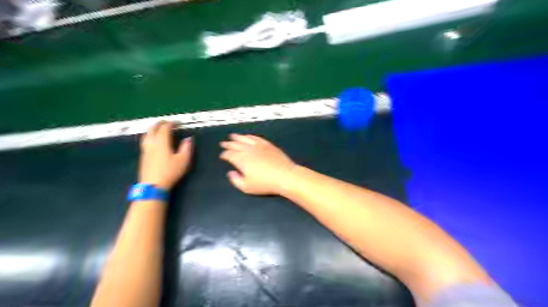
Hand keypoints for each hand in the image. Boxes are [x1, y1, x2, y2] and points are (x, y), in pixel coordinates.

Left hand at [139, 121, 191, 189]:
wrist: (153, 185)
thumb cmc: (170, 172)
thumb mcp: (183, 160)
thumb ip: (186, 148)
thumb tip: (188, 139)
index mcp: (162, 142)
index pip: (165, 128)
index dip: (171, 123)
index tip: (177, 123)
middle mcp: (151, 143)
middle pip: (153, 128)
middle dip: (160, 124)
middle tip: (167, 123)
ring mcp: (145, 149)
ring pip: (147, 134)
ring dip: (153, 129)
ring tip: (159, 130)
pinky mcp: (143, 156)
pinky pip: (145, 141)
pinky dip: (150, 136)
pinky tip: (154, 142)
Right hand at [219, 133, 297, 193]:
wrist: (285, 176)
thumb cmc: (265, 184)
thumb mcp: (247, 187)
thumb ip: (235, 180)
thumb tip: (231, 173)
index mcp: (242, 160)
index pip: (229, 155)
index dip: (224, 154)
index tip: (222, 155)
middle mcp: (249, 150)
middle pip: (236, 145)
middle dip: (228, 144)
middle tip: (223, 143)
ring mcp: (259, 146)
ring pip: (245, 139)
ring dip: (238, 137)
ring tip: (232, 136)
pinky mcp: (268, 145)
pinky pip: (256, 138)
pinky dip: (250, 136)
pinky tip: (248, 136)